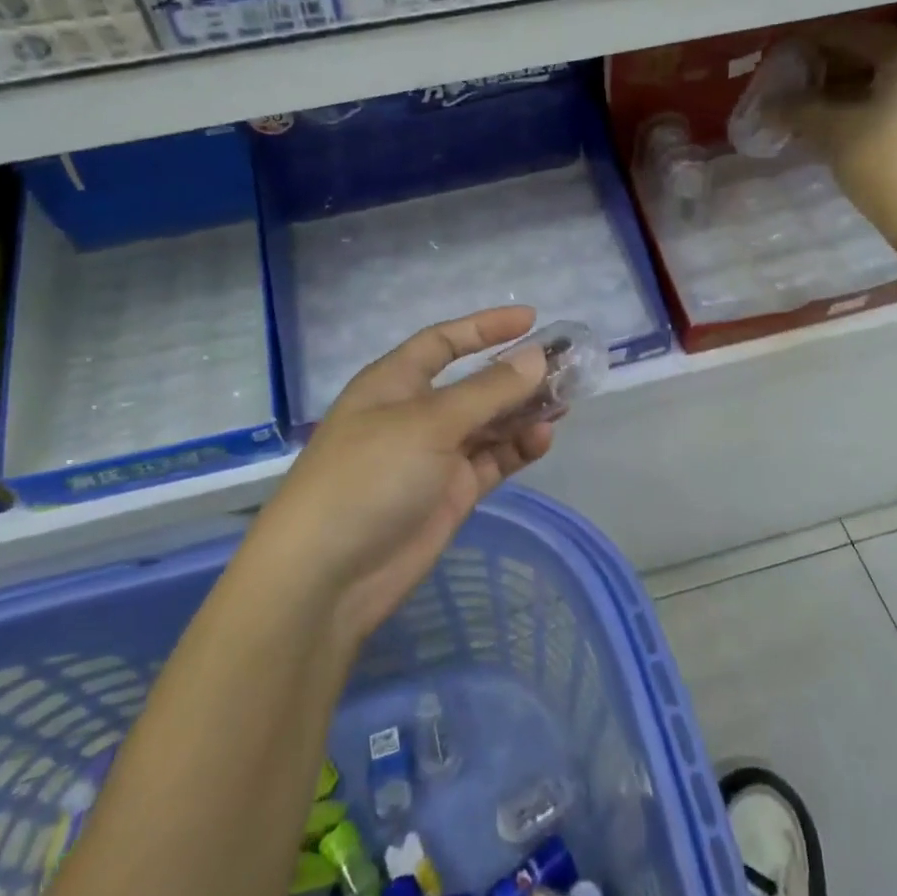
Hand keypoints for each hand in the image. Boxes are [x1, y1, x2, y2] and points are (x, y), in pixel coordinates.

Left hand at [252, 306, 555, 646]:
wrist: (328, 575)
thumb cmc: (370, 477)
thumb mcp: (429, 423)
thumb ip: (487, 391)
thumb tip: (535, 358)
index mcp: (395, 382)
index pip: (444, 342)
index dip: (485, 328)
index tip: (532, 320)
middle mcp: (416, 414)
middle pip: (474, 383)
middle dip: (516, 373)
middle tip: (567, 366)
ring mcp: (435, 456)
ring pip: (489, 423)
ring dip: (524, 411)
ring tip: (567, 400)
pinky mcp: (451, 493)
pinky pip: (492, 460)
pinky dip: (518, 448)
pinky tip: (544, 438)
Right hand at [775, 19, 896, 255]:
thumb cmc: (888, 165)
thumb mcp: (834, 132)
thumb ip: (797, 109)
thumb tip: (767, 103)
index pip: (851, 33)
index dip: (809, 42)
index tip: (776, 54)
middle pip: (869, 54)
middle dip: (825, 70)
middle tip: (787, 85)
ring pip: (883, 80)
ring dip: (842, 92)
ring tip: (804, 110)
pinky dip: (865, 107)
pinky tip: (835, 127)